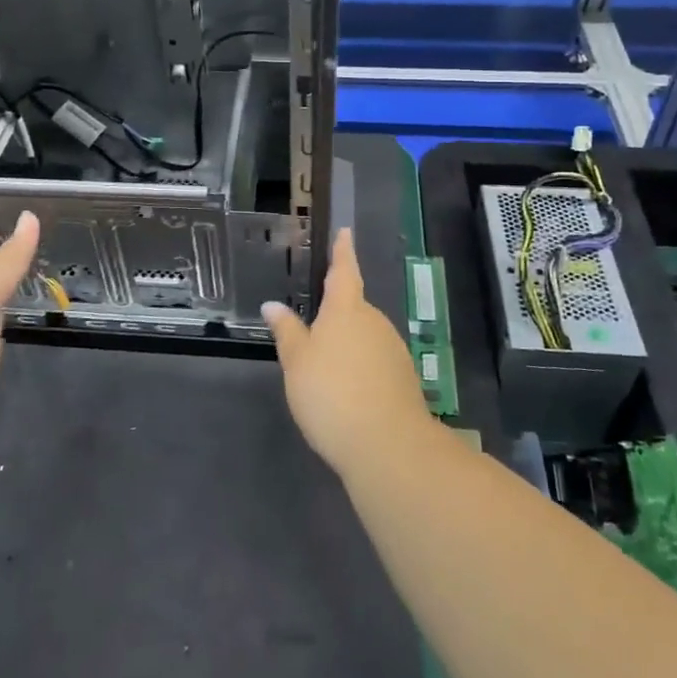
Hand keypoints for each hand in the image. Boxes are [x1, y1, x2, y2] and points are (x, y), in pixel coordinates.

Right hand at [263, 229, 430, 477]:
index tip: (345, 232)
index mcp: (346, 310)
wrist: (387, 445)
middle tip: (313, 331)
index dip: (342, 252)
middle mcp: (374, 322)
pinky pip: (375, 361)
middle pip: (354, 308)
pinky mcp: (403, 378)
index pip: (343, 271)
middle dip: (337, 314)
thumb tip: (272, 305)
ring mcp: (393, 350)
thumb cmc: (331, 394)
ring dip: (348, 345)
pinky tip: (347, 393)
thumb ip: (287, 332)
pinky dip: (360, 368)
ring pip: (365, 336)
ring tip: (325, 371)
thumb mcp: (297, 363)